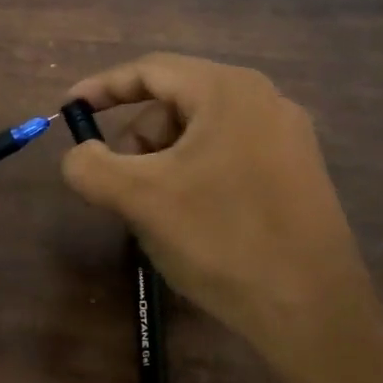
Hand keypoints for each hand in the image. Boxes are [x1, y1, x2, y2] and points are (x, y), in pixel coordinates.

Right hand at [61, 53, 382, 382]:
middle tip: (117, 183)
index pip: (150, 70)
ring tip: (154, 210)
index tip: (69, 109)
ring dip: (163, 162)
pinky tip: (190, 219)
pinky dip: (194, 175)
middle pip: (176, 101)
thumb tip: (78, 155)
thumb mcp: (141, 199)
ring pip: (201, 132)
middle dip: (136, 138)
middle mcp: (264, 100)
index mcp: (228, 90)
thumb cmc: (222, 239)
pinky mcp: (297, 173)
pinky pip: (228, 155)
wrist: (313, 313)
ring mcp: (287, 138)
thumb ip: (91, 166)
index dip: (102, 87)